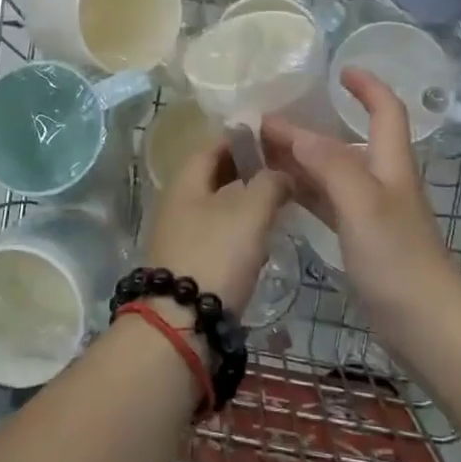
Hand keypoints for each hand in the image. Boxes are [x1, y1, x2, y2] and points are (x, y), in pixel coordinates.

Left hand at [145, 136, 290, 314]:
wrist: (182, 323)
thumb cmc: (216, 255)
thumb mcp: (250, 212)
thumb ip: (270, 183)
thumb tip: (282, 172)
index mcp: (185, 181)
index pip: (213, 145)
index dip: (243, 138)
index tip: (274, 139)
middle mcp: (177, 202)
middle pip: (214, 176)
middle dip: (248, 171)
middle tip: (283, 171)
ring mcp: (180, 234)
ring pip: (217, 206)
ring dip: (246, 202)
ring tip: (280, 203)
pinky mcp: (188, 263)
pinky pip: (217, 234)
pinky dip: (239, 230)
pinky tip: (262, 239)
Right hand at [262, 69, 460, 331]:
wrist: (426, 324)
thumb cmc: (398, 258)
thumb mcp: (363, 204)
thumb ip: (331, 165)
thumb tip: (295, 132)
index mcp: (390, 164)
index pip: (386, 110)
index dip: (367, 86)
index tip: (338, 71)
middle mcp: (381, 181)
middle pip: (346, 141)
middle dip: (311, 126)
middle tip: (266, 120)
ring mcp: (370, 212)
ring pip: (331, 172)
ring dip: (300, 158)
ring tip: (260, 151)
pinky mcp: (360, 239)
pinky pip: (325, 202)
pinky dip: (303, 190)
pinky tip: (277, 190)